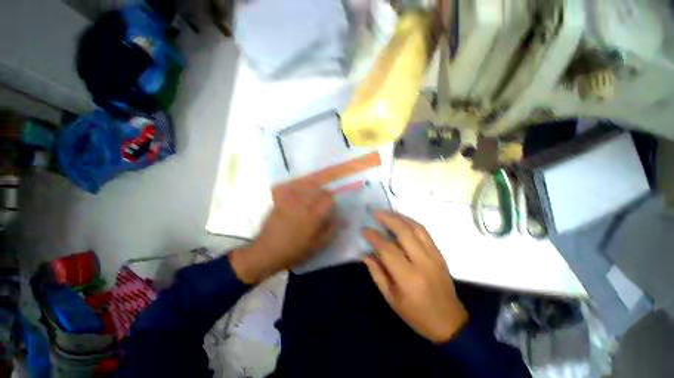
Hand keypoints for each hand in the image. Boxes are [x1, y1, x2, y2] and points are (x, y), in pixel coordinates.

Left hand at [229, 183, 335, 283]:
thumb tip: (342, 219)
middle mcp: (304, 204)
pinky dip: (299, 186)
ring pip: (307, 186)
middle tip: (324, 202)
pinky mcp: (281, 201)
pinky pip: (292, 188)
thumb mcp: (318, 245)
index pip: (329, 199)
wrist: (268, 251)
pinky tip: (300, 192)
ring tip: (313, 195)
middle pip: (319, 190)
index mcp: (314, 216)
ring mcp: (291, 201)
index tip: (332, 208)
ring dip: (314, 188)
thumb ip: (331, 230)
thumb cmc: (296, 250)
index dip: (333, 201)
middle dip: (324, 194)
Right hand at [362, 210, 467, 343]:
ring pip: (416, 228)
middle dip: (387, 218)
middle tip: (375, 212)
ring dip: (400, 216)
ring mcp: (434, 256)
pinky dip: (411, 222)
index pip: (387, 249)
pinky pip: (425, 232)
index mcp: (408, 278)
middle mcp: (423, 262)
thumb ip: (376, 272)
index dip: (374, 236)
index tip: (364, 229)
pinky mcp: (439, 253)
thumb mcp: (391, 298)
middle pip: (404, 232)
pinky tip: (401, 219)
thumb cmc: (416, 314)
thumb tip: (364, 253)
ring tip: (386, 211)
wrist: (449, 322)